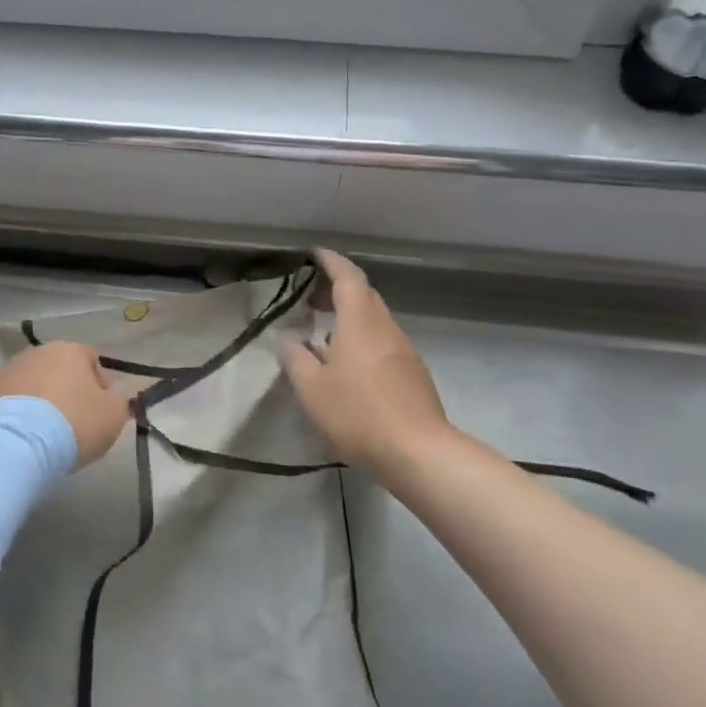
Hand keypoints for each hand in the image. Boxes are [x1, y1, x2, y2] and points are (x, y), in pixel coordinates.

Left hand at [0, 341, 130, 465]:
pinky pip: (5, 401)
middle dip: (65, 390)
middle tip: (71, 423)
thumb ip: (118, 403)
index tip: (100, 411)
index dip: (100, 384)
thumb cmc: (72, 424)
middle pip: (58, 369)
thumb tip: (111, 399)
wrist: (14, 444)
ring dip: (37, 400)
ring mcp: (5, 370)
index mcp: (70, 351)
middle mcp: (36, 352)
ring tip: (41, 433)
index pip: (92, 360)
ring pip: (29, 383)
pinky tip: (18, 437)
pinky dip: (12, 414)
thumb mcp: (113, 417)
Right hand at [281, 250, 455, 477]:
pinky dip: (363, 340)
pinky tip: (348, 368)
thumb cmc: (358, 413)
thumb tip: (287, 340)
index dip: (331, 262)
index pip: (348, 277)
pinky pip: (383, 343)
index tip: (315, 255)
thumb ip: (295, 360)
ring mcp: (404, 350)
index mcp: (360, 322)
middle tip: (312, 300)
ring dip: (350, 318)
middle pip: (364, 295)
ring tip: (324, 337)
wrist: (418, 451)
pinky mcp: (413, 374)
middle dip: (338, 290)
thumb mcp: (312, 389)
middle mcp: (385, 328)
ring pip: (374, 321)